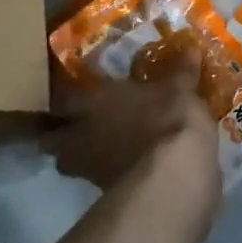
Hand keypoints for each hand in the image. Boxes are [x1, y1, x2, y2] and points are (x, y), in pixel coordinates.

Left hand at [42, 56, 219, 192]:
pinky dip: (107, 174)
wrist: (174, 176)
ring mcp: (87, 168)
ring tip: (102, 150)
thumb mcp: (181, 89)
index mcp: (90, 101)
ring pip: (69, 163)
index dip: (67, 96)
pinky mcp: (104, 194)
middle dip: (59, 133)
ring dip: (80, 157)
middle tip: (78, 127)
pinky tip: (127, 168)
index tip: (76, 94)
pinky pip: (97, 180)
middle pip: (50, 138)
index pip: (61, 97)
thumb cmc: (167, 119)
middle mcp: (78, 134)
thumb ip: (181, 70)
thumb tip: (191, 48)